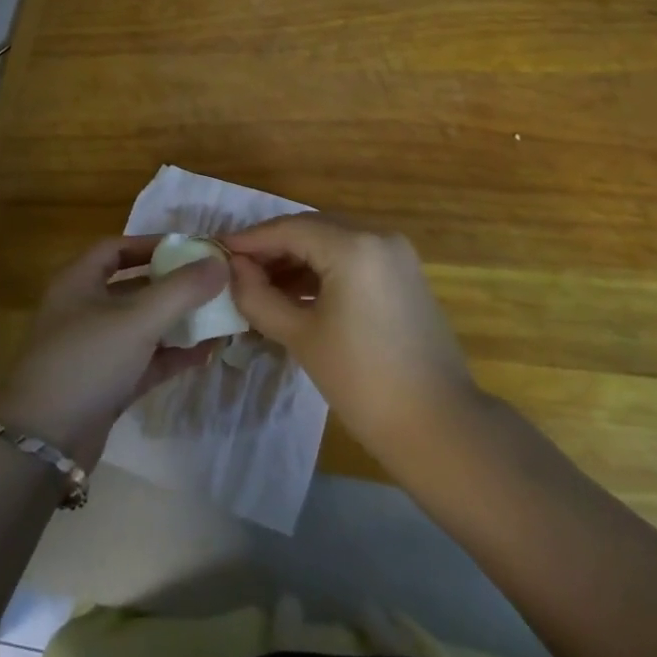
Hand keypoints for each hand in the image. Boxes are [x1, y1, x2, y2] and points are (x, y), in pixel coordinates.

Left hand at [0, 237, 228, 466]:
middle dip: (172, 285)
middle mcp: (84, 309)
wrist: (43, 443)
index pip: (117, 248)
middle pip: (133, 287)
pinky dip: (171, 355)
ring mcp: (94, 350)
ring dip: (176, 321)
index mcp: (79, 281)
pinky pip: (145, 361)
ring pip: (142, 326)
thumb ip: (181, 289)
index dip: (152, 244)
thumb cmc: (86, 360)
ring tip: (218, 317)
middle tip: (212, 283)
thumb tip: (221, 262)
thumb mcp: (137, 319)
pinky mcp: (105, 386)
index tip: (190, 249)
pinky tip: (205, 353)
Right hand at [224, 214, 478, 463]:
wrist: (440, 427)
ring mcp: (396, 254)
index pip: (289, 229)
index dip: (250, 240)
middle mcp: (378, 236)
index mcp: (354, 245)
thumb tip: (233, 270)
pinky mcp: (404, 274)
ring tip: (261, 285)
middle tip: (237, 269)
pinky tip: (297, 293)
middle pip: (312, 228)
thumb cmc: (363, 382)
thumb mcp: (301, 337)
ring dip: (297, 258)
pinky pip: (353, 257)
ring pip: (333, 241)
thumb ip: (260, 296)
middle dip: (273, 247)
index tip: (217, 251)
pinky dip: (324, 269)